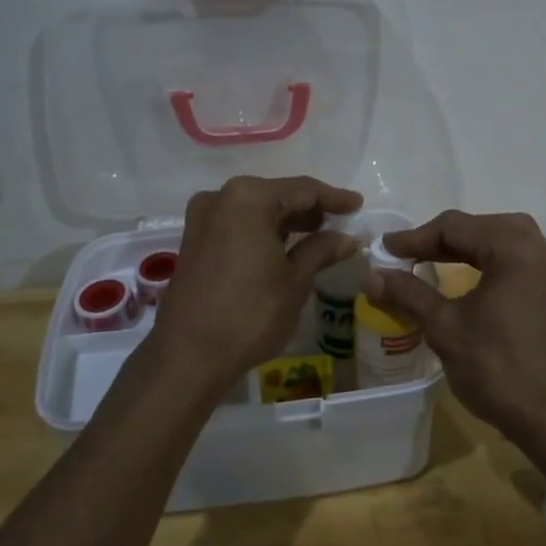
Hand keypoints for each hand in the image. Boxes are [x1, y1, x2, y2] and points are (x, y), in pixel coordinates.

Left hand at [153, 175, 363, 395]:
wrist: (188, 355)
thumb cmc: (250, 313)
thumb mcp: (295, 280)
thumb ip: (322, 250)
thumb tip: (348, 238)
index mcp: (249, 197)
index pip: (303, 190)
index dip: (334, 198)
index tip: (357, 205)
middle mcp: (221, 197)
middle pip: (277, 195)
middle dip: (309, 209)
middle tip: (340, 222)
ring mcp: (203, 218)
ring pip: (256, 210)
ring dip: (286, 221)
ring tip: (318, 235)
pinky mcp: (194, 240)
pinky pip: (238, 224)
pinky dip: (263, 231)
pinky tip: (284, 246)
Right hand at [364, 210, 545, 439]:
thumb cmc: (499, 369)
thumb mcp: (445, 328)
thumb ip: (409, 294)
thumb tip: (372, 276)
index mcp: (515, 248)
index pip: (456, 227)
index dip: (415, 237)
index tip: (384, 250)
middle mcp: (541, 249)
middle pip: (482, 227)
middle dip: (442, 239)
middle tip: (407, 255)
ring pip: (504, 241)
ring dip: (468, 248)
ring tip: (434, 260)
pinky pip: (520, 262)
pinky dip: (491, 262)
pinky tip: (472, 280)